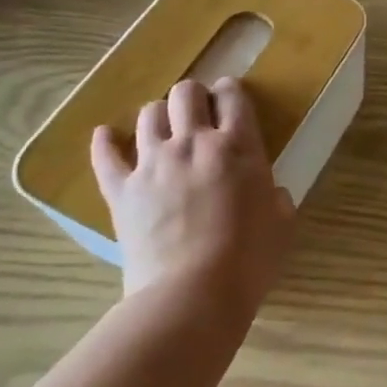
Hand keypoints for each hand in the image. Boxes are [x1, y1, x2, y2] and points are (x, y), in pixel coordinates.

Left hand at [90, 76, 296, 309]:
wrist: (192, 294)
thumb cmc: (248, 260)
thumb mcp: (281, 223)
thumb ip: (276, 197)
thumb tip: (270, 193)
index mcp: (238, 146)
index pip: (232, 97)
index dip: (230, 91)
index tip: (229, 98)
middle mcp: (193, 143)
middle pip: (186, 93)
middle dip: (192, 95)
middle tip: (197, 111)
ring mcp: (153, 164)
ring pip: (148, 115)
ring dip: (158, 115)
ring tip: (162, 128)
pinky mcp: (121, 190)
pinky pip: (105, 156)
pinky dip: (104, 142)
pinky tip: (105, 135)